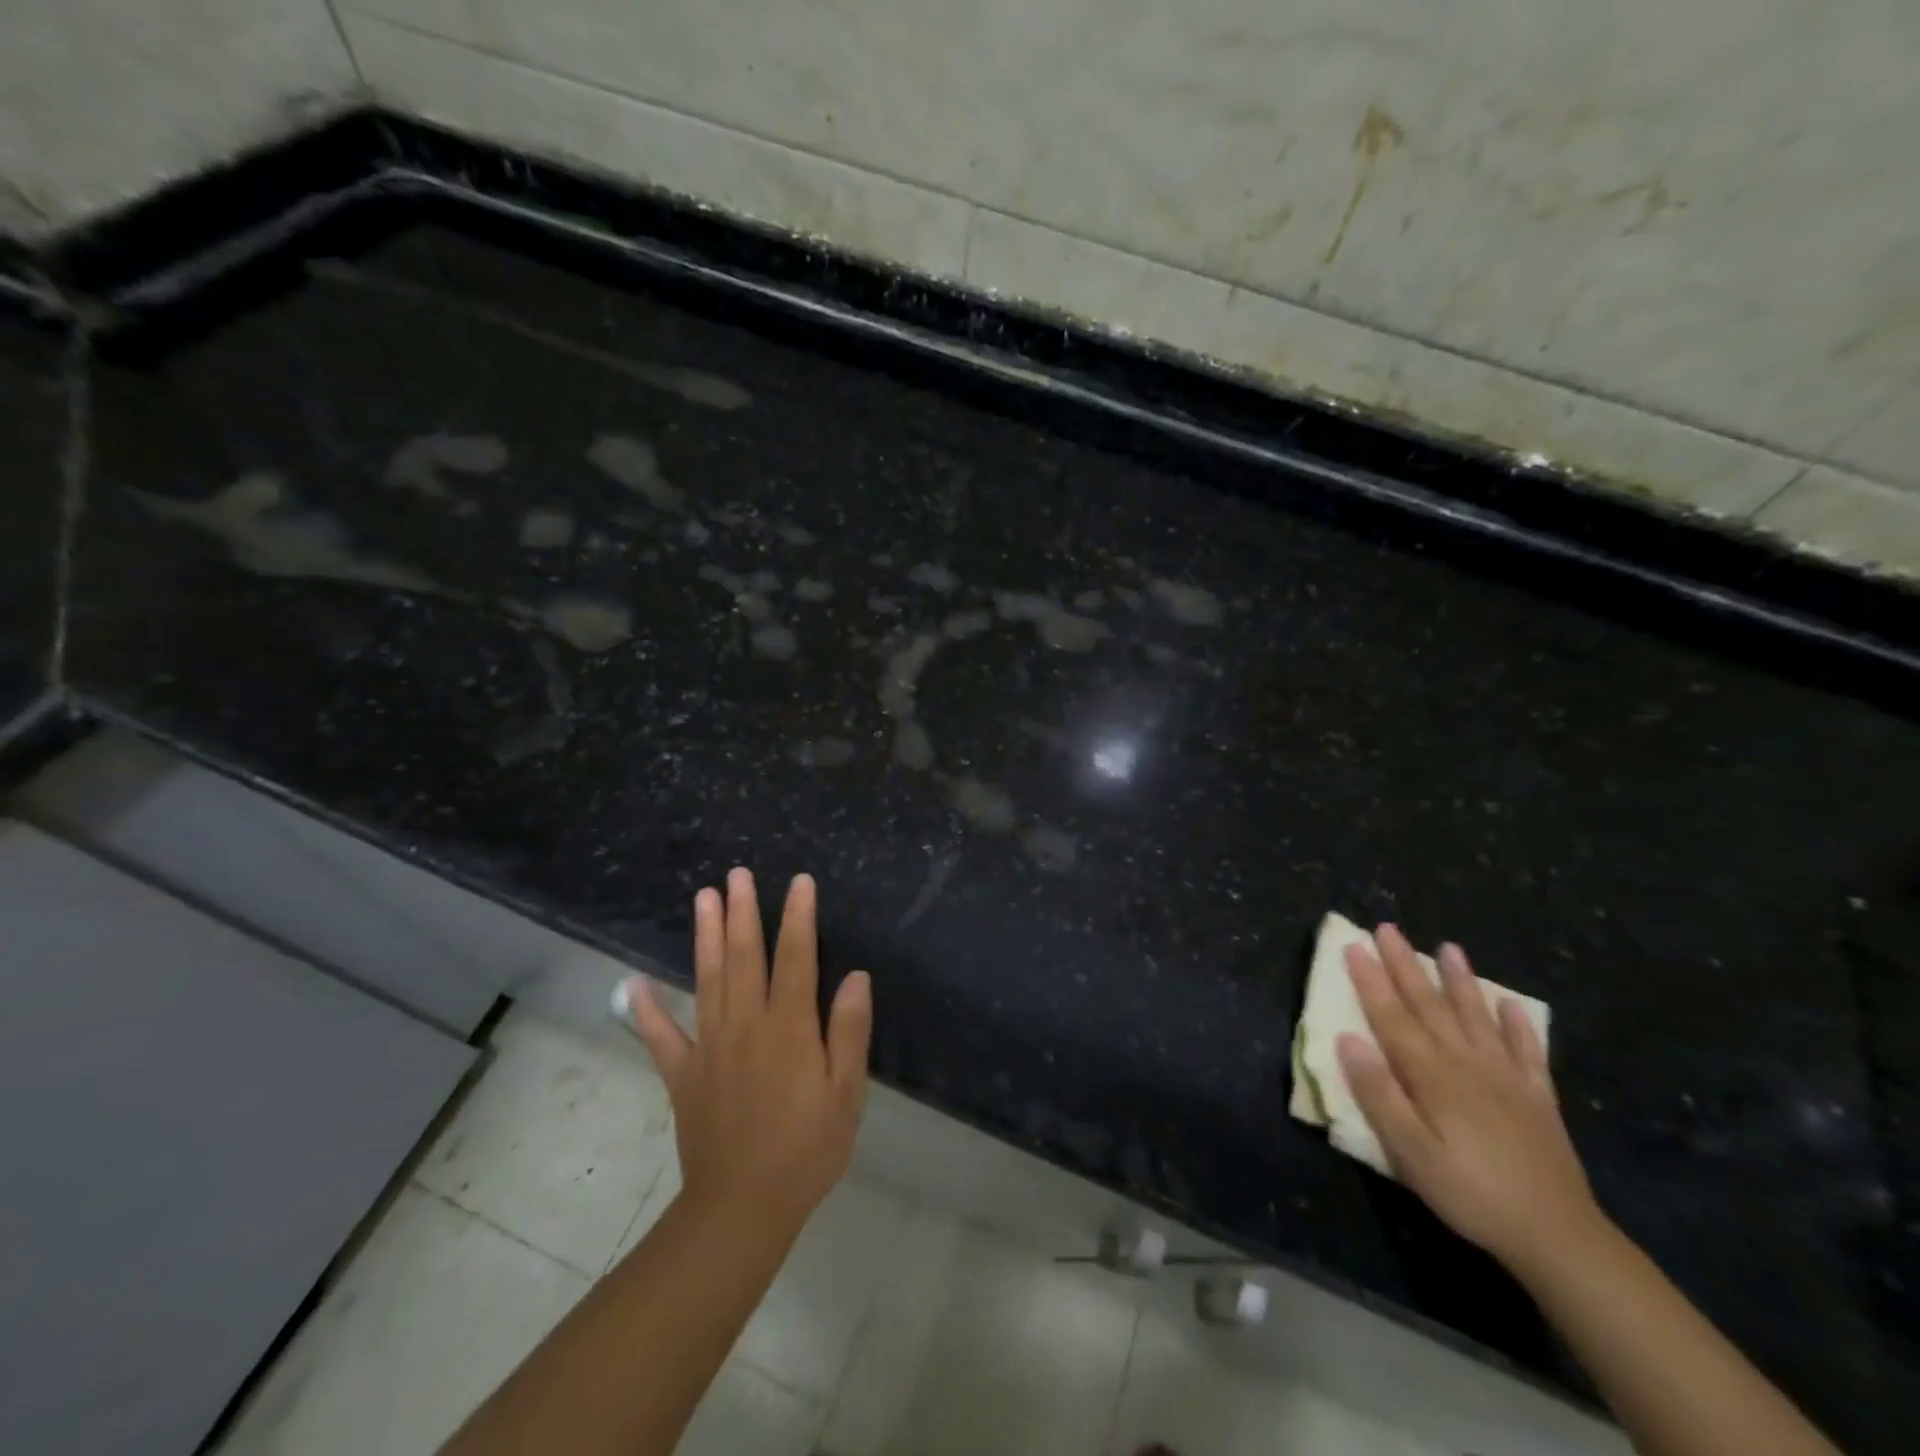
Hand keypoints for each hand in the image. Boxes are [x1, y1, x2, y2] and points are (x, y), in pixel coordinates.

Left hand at [622, 869, 872, 1237]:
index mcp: (788, 1027)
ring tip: (703, 898)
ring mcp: (709, 1047)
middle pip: (743, 956)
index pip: (796, 957)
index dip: (798, 917)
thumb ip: (849, 1032)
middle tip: (737, 874)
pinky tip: (633, 984)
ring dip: (704, 936)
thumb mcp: (846, 1094)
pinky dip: (646, 1009)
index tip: (798, 882)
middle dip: (742, 912)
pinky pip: (661, 1036)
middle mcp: (746, 1024)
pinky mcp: (683, 1074)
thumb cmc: (806, 1149)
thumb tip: (856, 976)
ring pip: (707, 979)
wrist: (742, 1208)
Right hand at [1337, 925, 1600, 1273]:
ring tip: (1450, 948)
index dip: (1370, 980)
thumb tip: (1347, 1040)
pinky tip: (1511, 1005)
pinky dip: (1518, 1025)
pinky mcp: (1537, 1098)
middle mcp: (1466, 1063)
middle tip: (1388, 928)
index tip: (1353, 944)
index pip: (1391, 1016)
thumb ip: (1378, 1094)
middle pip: (1429, 1005)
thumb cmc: (1469, 1193)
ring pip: (1476, 1017)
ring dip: (1460, 981)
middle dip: (1406, 965)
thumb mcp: (1410, 1153)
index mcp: (1431, 1075)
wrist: (1557, 1236)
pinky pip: (1527, 1051)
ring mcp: (1506, 1077)